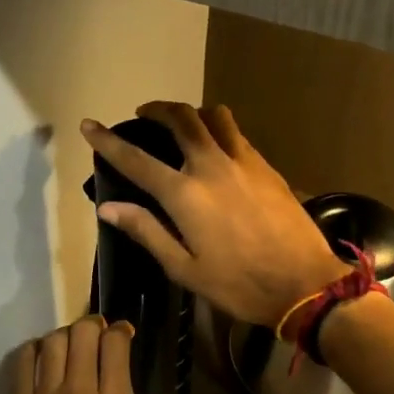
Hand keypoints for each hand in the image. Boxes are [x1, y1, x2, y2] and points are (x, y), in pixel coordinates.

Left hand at [0, 316, 153, 393]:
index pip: (115, 347)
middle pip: (83, 335)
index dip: (120, 331)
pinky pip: (23, 364)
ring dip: (65, 335)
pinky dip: (34, 350)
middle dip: (93, 325)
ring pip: (53, 343)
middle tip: (97, 332)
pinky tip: (41, 355)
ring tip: (70, 343)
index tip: (123, 333)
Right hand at [82, 101, 345, 327]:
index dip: (108, 141)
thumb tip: (108, 207)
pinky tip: (217, 148)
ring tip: (182, 123)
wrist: (304, 283)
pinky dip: (219, 129)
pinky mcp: (267, 167)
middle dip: (157, 109)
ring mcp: (243, 162)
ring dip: (192, 112)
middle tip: (144, 114)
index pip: (136, 160)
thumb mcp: (184, 268)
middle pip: (180, 118)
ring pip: (214, 117)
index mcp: (185, 195)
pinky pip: (237, 134)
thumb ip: (147, 231)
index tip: (89, 125)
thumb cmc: (238, 284)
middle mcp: (211, 166)